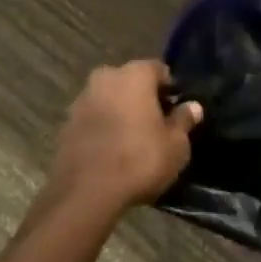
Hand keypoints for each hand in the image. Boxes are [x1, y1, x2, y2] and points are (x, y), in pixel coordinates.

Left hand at [42, 61, 201, 218]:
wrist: (86, 192)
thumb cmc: (139, 160)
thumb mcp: (175, 145)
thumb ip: (184, 121)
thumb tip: (193, 106)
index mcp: (135, 73)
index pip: (159, 70)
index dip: (170, 89)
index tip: (176, 111)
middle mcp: (106, 76)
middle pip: (131, 82)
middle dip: (143, 98)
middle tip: (156, 126)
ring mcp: (83, 98)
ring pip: (110, 98)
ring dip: (121, 112)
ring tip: (132, 141)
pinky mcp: (67, 122)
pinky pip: (93, 118)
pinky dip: (103, 127)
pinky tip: (111, 151)